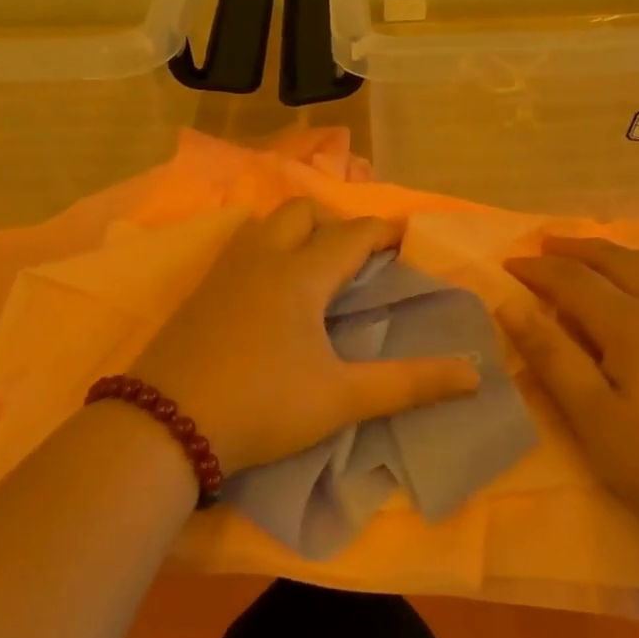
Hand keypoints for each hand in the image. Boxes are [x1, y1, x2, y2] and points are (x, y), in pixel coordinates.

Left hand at [127, 199, 481, 474]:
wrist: (165, 425)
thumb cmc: (262, 405)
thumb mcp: (340, 398)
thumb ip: (408, 384)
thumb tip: (472, 375)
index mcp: (301, 274)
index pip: (353, 234)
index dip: (385, 231)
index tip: (408, 236)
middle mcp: (262, 258)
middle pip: (303, 212)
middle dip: (337, 221)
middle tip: (358, 256)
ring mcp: (225, 272)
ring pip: (266, 224)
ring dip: (296, 230)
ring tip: (315, 264)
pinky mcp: (200, 293)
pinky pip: (242, 248)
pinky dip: (267, 249)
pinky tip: (270, 288)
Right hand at [501, 237, 638, 538]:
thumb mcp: (595, 419)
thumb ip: (553, 358)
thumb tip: (510, 306)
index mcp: (631, 324)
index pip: (573, 281)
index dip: (538, 270)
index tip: (509, 265)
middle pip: (619, 261)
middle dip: (578, 250)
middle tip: (547, 245)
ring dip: (622, 254)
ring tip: (600, 254)